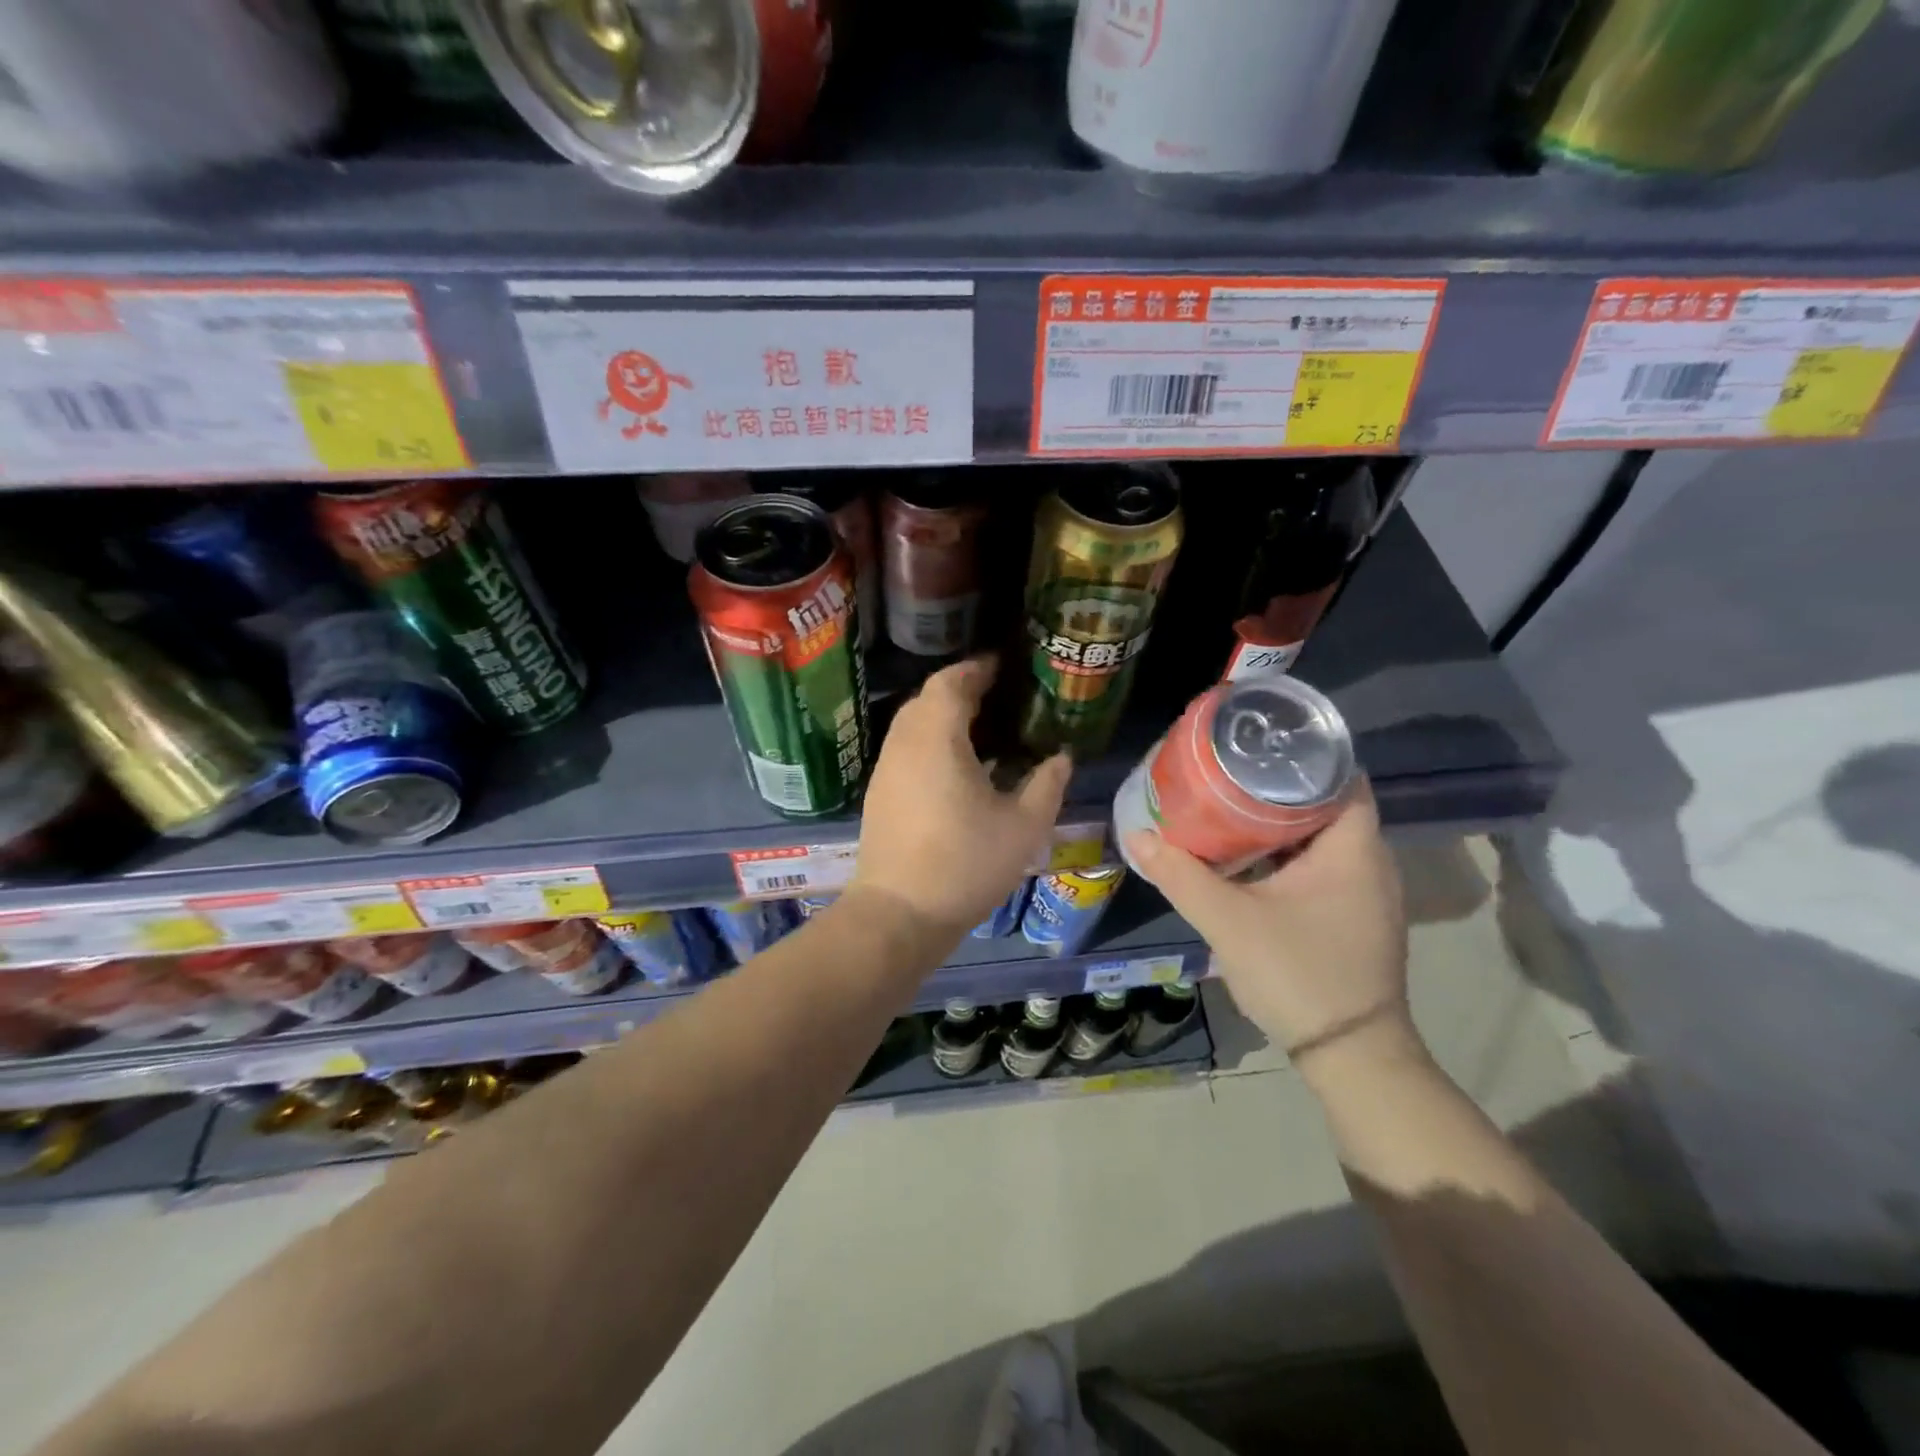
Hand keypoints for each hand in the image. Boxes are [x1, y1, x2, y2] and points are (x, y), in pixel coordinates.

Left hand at [854, 657, 1071, 938]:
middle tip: (999, 695)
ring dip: (944, 715)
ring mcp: (886, 769)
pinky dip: (931, 741)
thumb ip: (1047, 784)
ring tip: (983, 727)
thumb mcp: (1023, 826)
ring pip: (913, 724)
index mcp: (937, 738)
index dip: (977, 668)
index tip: (1004, 666)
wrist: (899, 913)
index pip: (950, 682)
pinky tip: (959, 766)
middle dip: (961, 688)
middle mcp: (904, 744)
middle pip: (928, 698)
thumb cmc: (965, 864)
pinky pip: (907, 748)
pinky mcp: (880, 793)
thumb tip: (1062, 756)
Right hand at [1124, 780, 1416, 1076]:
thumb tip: (1137, 835)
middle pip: (1324, 803)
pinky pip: (1319, 865)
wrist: (1351, 1057)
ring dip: (1278, 822)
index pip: (1339, 776)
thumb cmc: (1299, 975)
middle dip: (1275, 786)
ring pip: (1320, 837)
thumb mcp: (1229, 922)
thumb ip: (1181, 876)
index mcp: (1353, 849)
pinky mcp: (1352, 916)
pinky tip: (1247, 857)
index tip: (1253, 745)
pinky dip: (1286, 854)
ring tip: (1227, 805)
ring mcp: (1364, 892)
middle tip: (1226, 772)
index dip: (1299, 754)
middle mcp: (1369, 862)